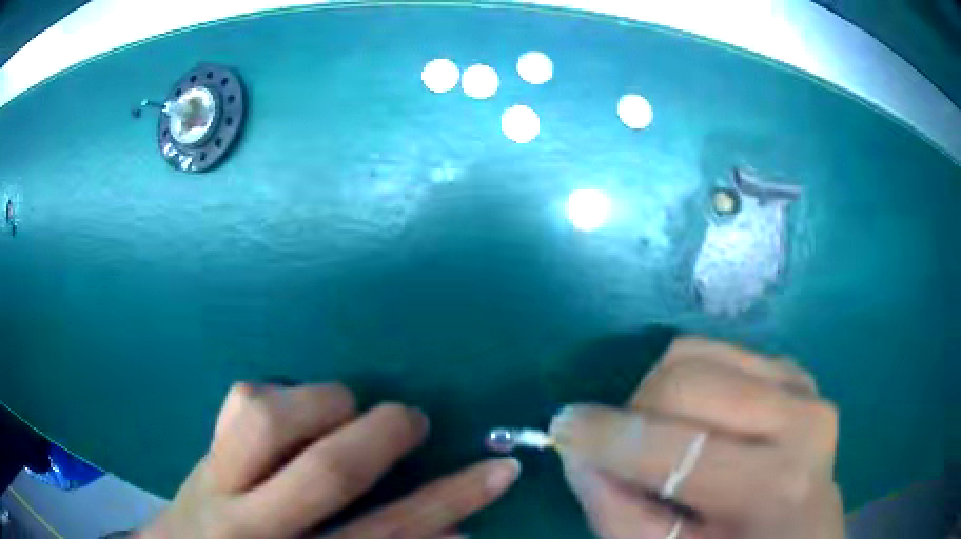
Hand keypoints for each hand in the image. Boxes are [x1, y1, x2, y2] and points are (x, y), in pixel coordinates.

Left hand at [140, 383, 519, 537]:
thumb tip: (456, 535)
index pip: (388, 536)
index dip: (450, 502)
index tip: (500, 471)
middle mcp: (254, 526)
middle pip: (328, 474)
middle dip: (384, 436)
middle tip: (413, 419)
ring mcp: (216, 484)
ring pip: (269, 422)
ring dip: (323, 403)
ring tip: (346, 406)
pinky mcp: (200, 457)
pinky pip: (237, 404)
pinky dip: (278, 392)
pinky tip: (293, 406)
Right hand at [550, 337, 842, 538]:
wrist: (803, 531)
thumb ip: (619, 514)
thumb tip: (579, 453)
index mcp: (776, 485)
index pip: (677, 448)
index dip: (608, 437)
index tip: (562, 428)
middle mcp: (800, 417)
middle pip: (685, 380)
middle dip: (633, 414)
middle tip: (623, 451)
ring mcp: (801, 384)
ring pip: (696, 352)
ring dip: (658, 394)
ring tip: (663, 436)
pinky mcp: (792, 368)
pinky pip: (718, 351)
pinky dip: (689, 381)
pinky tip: (699, 421)